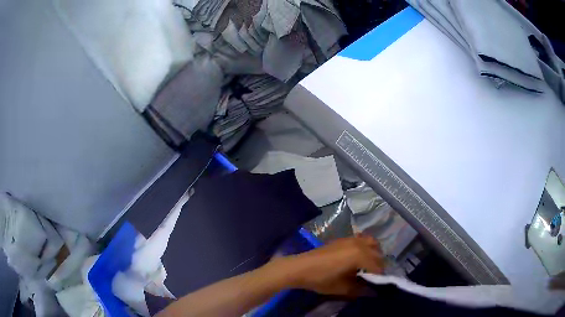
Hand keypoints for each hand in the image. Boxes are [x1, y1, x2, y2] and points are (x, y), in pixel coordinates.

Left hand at [271, 234, 384, 296]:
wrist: (300, 268)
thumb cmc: (321, 279)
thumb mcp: (342, 288)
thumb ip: (361, 289)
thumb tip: (373, 292)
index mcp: (360, 255)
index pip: (378, 266)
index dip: (380, 276)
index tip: (379, 285)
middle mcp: (359, 243)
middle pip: (377, 253)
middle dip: (378, 265)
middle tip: (374, 277)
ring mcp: (351, 239)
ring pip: (372, 243)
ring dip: (374, 253)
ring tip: (368, 266)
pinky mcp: (343, 238)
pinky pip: (361, 239)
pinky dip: (365, 246)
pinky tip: (358, 258)